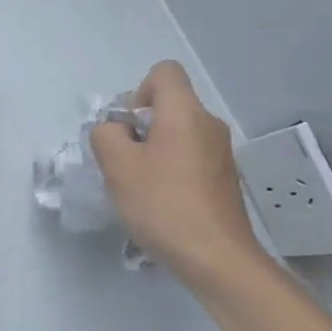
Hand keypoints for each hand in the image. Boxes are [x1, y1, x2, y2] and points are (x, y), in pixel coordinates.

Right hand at [90, 61, 270, 284]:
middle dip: (141, 127)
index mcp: (185, 112)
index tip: (129, 128)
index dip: (138, 91)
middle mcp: (209, 124)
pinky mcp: (225, 179)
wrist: (217, 259)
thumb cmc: (163, 205)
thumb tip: (115, 130)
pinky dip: (172, 170)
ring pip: (179, 134)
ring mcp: (222, 153)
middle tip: (125, 162)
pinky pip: (191, 158)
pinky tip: (162, 203)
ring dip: (155, 151)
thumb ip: (106, 135)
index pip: (164, 72)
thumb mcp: (117, 166)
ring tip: (141, 187)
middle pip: (169, 105)